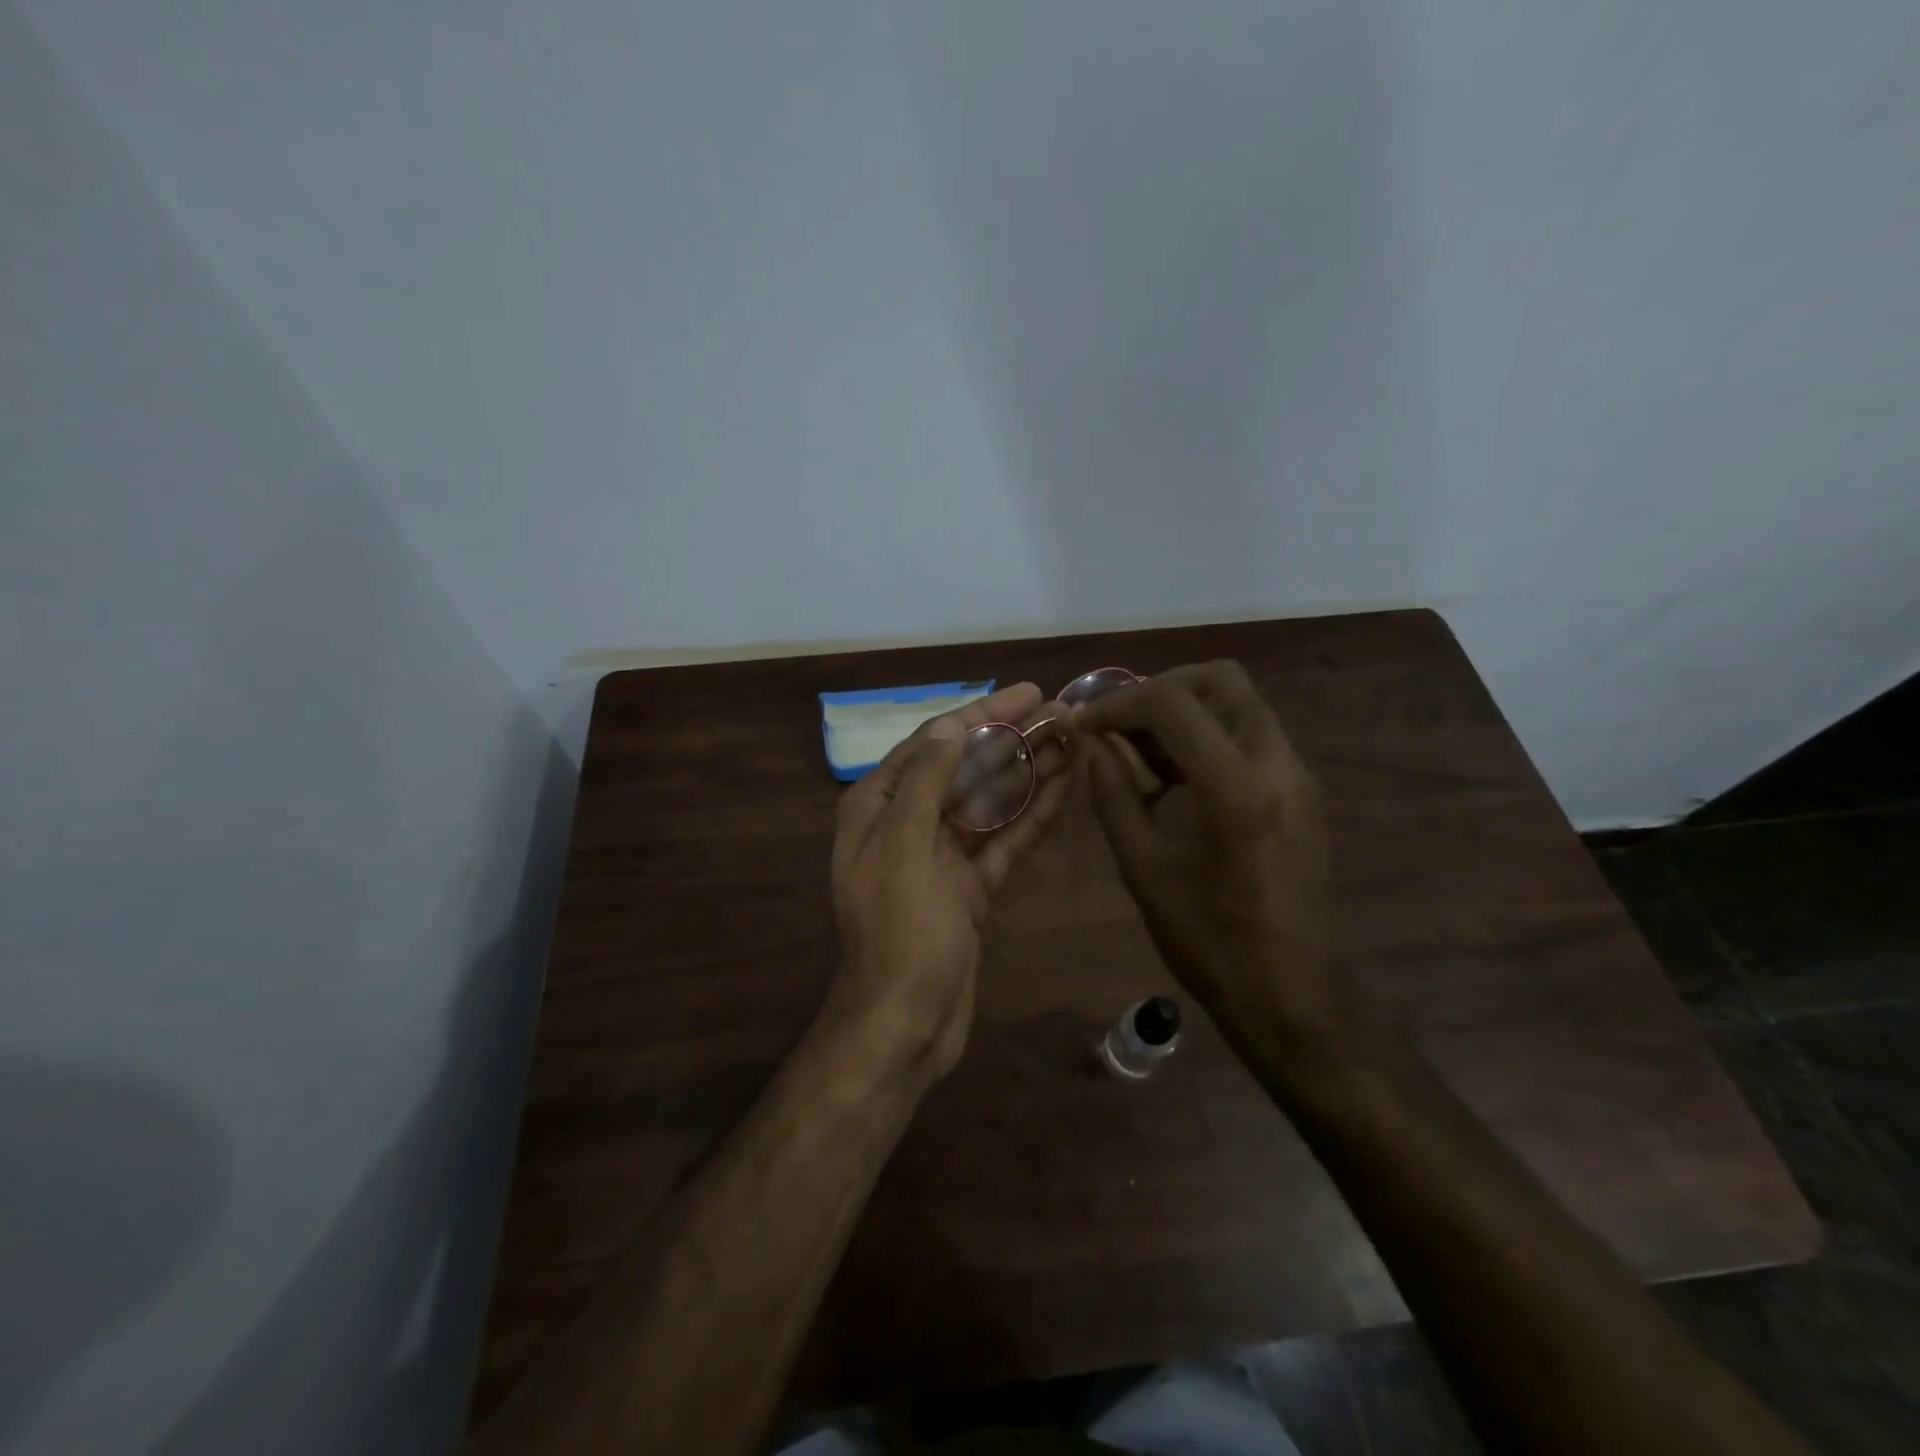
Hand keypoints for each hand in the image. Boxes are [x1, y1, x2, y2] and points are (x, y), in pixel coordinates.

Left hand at [829, 683, 1069, 1082]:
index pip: (933, 742)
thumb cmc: (900, 931)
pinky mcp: (969, 888)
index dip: (981, 715)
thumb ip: (926, 781)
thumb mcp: (905, 846)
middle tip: (1061, 713)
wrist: (904, 1024)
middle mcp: (907, 823)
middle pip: (964, 768)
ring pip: (989, 803)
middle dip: (1010, 740)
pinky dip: (1031, 817)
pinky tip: (1065, 789)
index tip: (1027, 693)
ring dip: (1028, 773)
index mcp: (878, 806)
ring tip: (1073, 741)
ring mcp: (941, 857)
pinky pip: (1003, 842)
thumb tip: (951, 726)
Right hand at [1072, 661, 1336, 1051]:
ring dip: (1187, 710)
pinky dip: (1210, 734)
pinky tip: (1178, 776)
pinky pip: (1253, 735)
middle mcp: (1278, 766)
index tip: (1085, 725)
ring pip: (1241, 702)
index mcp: (1236, 789)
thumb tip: (1089, 746)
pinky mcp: (1304, 792)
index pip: (1172, 704)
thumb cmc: (1208, 942)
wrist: (1290, 995)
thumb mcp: (1144, 869)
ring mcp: (1299, 777)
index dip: (1118, 704)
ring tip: (1144, 752)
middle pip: (1221, 679)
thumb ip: (1113, 796)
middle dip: (1161, 687)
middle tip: (1122, 722)